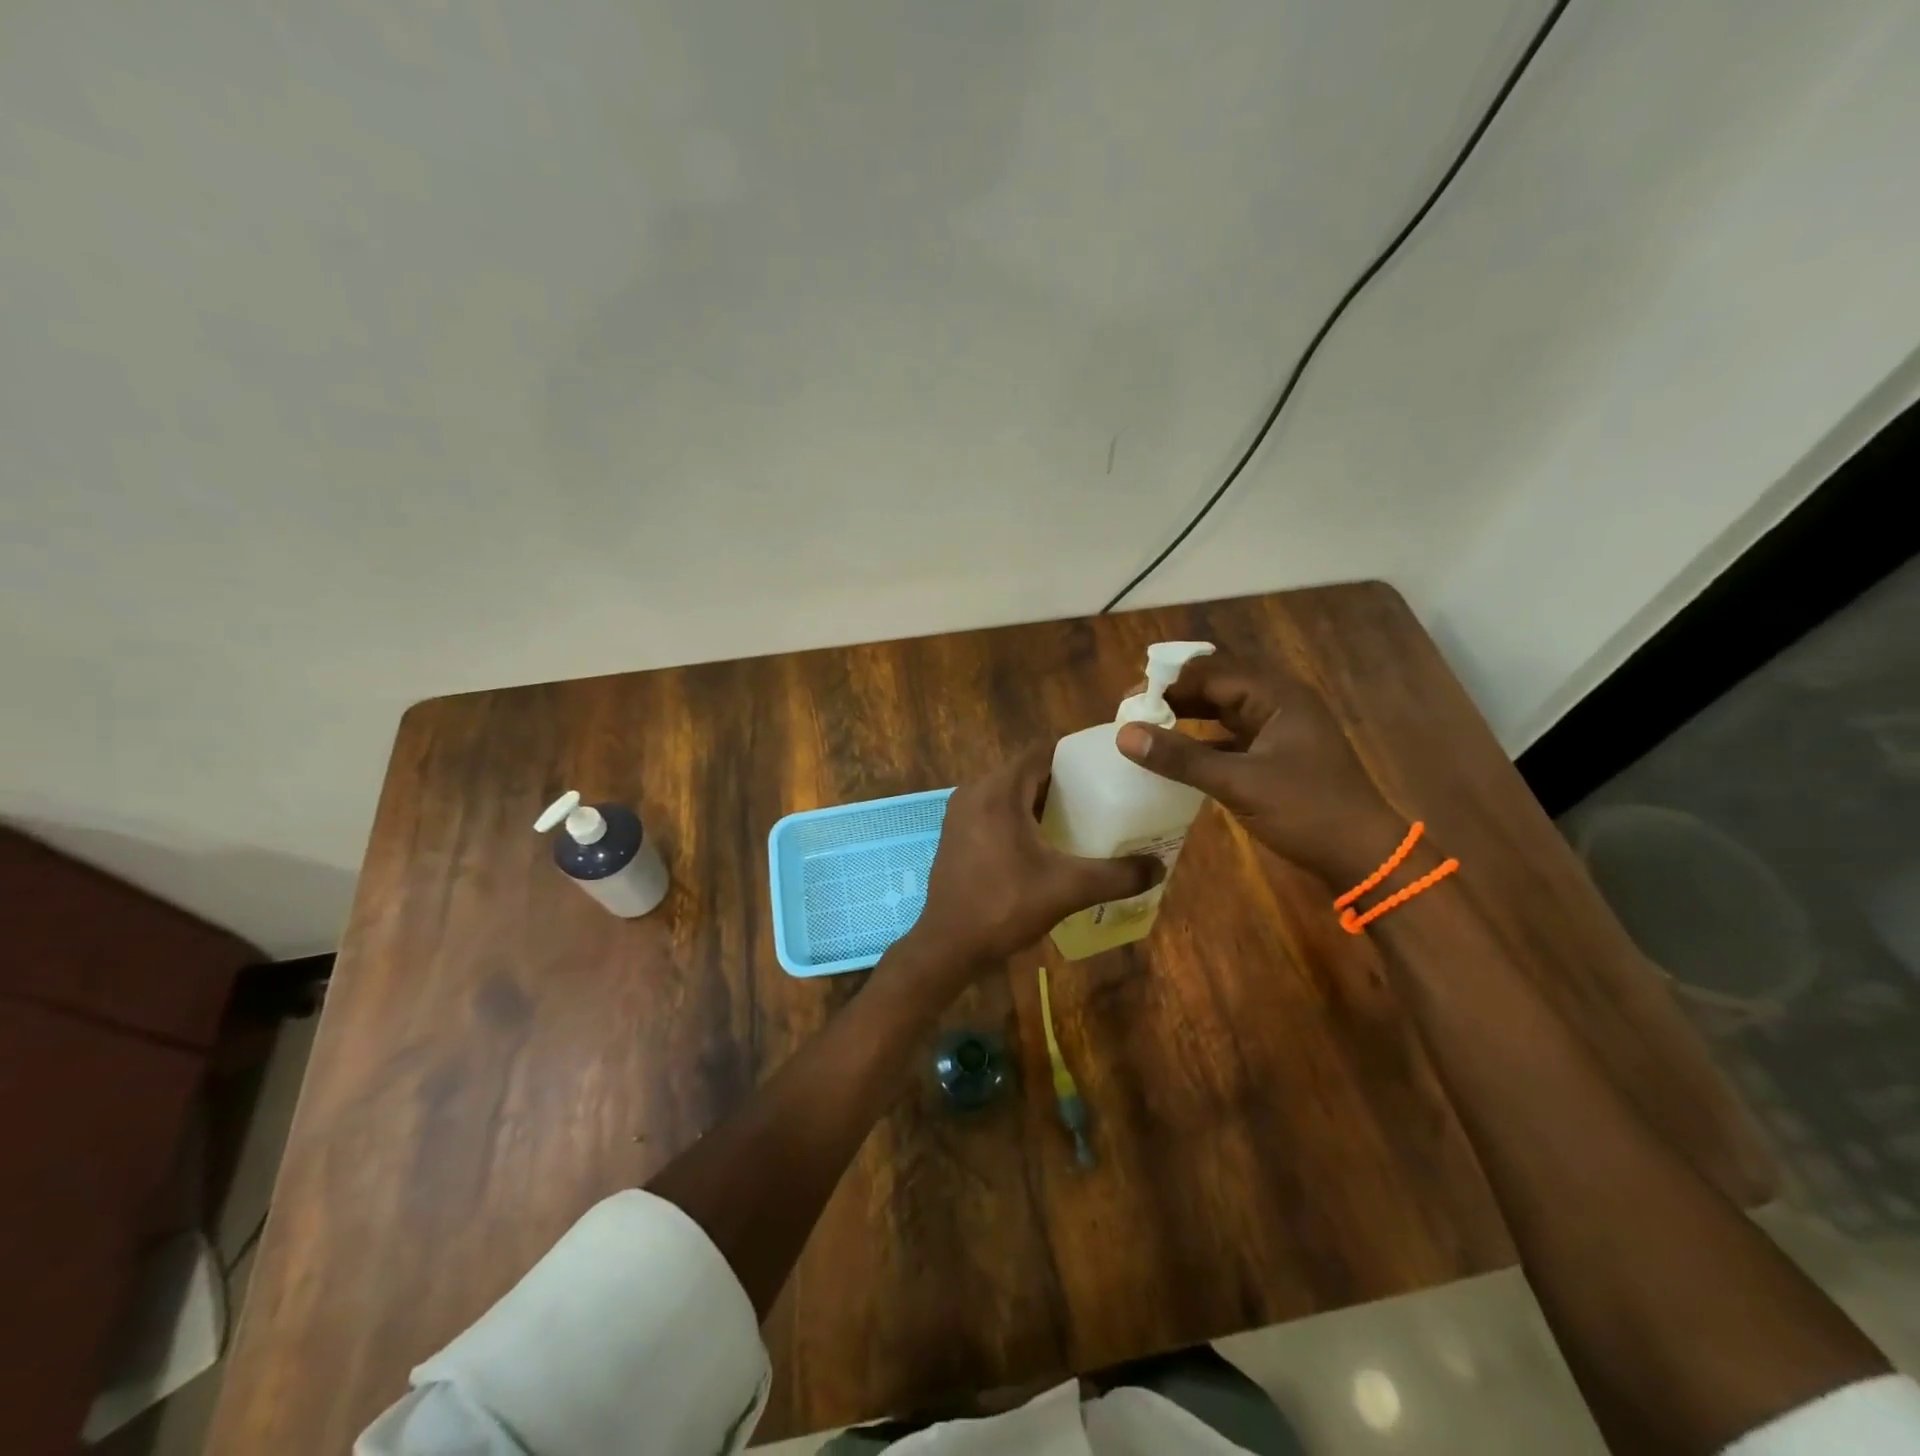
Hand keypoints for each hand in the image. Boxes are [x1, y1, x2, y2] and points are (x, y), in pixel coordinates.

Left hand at [901, 743, 1161, 985]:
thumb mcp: (1067, 889)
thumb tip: (1159, 867)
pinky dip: (1019, 815)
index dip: (1075, 754)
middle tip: (1101, 794)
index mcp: (998, 791)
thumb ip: (1116, 875)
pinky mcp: (955, 834)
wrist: (947, 946)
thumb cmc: (1004, 907)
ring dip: (1040, 799)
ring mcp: (960, 813)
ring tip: (1079, 816)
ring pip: (1008, 791)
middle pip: (1026, 770)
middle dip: (1062, 779)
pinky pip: (993, 809)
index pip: (1041, 751)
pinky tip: (1044, 840)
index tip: (1107, 765)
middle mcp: (974, 792)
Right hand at [1115, 650, 1399, 885]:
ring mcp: (1279, 730)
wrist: (1363, 857)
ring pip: (1222, 713)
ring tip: (1146, 729)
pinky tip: (1175, 756)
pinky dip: (1202, 743)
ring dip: (1187, 718)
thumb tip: (1124, 735)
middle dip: (1174, 697)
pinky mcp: (1276, 756)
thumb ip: (1181, 758)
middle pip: (1216, 687)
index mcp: (1277, 696)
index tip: (1128, 702)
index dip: (1168, 684)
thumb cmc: (1307, 811)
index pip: (1211, 674)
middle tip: (1131, 714)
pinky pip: (1230, 738)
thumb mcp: (1239, 783)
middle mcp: (1278, 704)